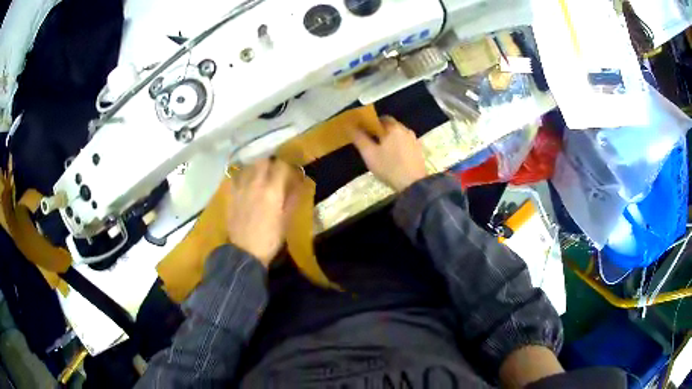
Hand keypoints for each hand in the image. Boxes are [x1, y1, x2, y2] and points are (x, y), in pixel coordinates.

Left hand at [226, 159, 300, 266]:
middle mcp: (256, 184)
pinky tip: (247, 183)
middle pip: (263, 162)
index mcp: (273, 190)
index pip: (281, 166)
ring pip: (249, 167)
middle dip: (271, 164)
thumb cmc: (270, 239)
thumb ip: (292, 199)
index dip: (288, 167)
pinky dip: (243, 176)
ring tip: (261, 175)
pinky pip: (237, 178)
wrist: (245, 252)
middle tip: (277, 171)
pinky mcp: (231, 195)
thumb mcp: (286, 220)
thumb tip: (299, 184)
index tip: (292, 172)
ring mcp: (241, 188)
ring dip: (257, 167)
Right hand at [352, 116, 427, 191]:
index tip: (364, 132)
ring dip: (390, 139)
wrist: (413, 184)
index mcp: (394, 128)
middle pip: (391, 126)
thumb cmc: (389, 167)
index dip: (372, 123)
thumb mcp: (369, 154)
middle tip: (371, 143)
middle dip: (381, 132)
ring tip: (382, 151)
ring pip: (399, 135)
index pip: (382, 118)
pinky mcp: (419, 151)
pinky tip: (394, 158)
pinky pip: (406, 144)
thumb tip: (349, 125)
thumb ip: (359, 138)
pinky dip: (399, 146)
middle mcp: (406, 130)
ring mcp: (414, 141)